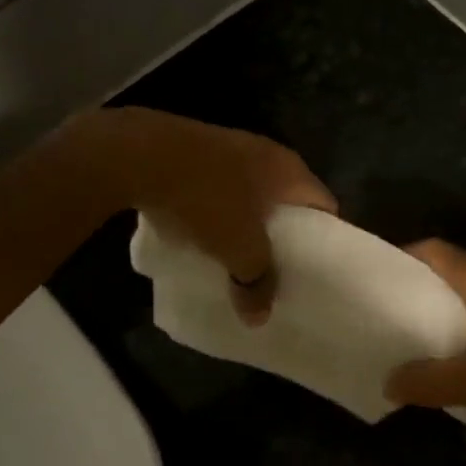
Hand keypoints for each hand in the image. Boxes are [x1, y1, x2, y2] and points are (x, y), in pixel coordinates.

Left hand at [96, 108, 335, 320]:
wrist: (142, 154)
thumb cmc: (207, 198)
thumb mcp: (237, 249)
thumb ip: (255, 282)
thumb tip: (259, 317)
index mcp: (291, 170)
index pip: (324, 207)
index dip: (323, 239)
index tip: (313, 269)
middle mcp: (268, 153)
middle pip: (287, 201)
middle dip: (282, 234)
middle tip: (276, 268)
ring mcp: (231, 148)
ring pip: (252, 194)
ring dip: (247, 222)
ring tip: (240, 255)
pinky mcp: (199, 151)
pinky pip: (221, 187)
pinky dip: (219, 210)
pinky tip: (204, 233)